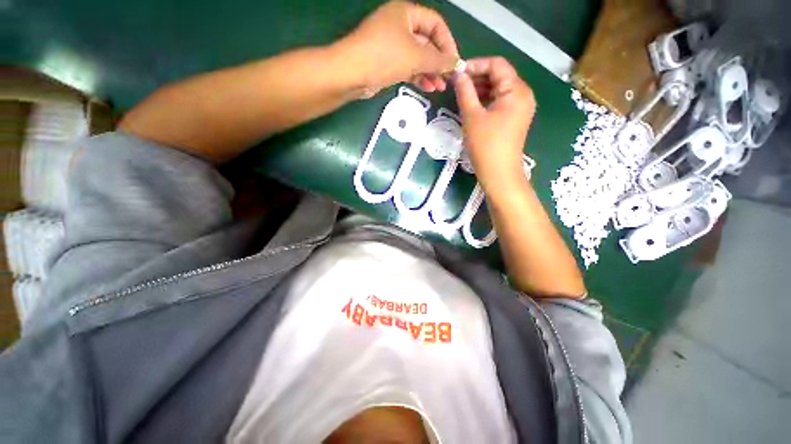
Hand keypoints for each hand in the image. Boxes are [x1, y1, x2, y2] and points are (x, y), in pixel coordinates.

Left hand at [338, 1, 459, 96]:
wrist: (352, 74)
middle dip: (438, 62)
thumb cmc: (385, 56)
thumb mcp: (416, 56)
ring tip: (439, 87)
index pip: (435, 24)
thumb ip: (439, 60)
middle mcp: (399, 26)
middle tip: (448, 79)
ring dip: (430, 72)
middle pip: (426, 42)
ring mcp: (392, 45)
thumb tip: (457, 64)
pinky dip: (417, 76)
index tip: (454, 62)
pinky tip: (427, 87)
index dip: (447, 43)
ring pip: (417, 57)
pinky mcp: (386, 63)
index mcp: (406, 13)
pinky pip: (407, 67)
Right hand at [453, 57, 535, 190]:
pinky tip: (471, 105)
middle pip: (499, 76)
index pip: (497, 64)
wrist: (499, 173)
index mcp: (516, 90)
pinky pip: (499, 102)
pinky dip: (486, 100)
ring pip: (498, 89)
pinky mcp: (514, 118)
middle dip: (477, 77)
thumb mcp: (472, 117)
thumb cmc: (486, 145)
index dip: (476, 64)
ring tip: (461, 94)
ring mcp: (520, 107)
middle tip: (456, 84)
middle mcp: (523, 94)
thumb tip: (457, 74)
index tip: (457, 72)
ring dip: (480, 89)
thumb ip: (465, 92)